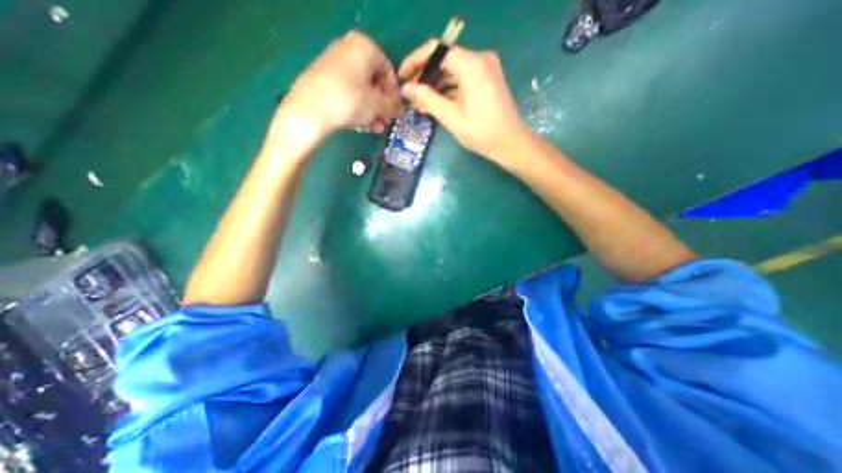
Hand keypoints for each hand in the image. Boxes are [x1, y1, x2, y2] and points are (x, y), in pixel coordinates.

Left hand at [269, 29, 399, 143]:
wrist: (310, 110)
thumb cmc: (350, 101)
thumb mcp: (378, 105)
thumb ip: (392, 106)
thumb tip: (399, 109)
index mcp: (364, 47)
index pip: (388, 70)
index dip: (394, 93)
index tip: (396, 110)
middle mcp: (348, 49)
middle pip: (373, 80)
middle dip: (382, 104)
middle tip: (386, 121)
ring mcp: (334, 63)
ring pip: (361, 89)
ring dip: (372, 110)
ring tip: (376, 128)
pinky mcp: (323, 78)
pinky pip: (348, 92)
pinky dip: (358, 108)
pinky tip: (363, 125)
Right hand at [399, 39, 527, 166]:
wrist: (510, 144)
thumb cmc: (481, 132)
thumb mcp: (451, 117)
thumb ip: (428, 99)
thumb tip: (406, 89)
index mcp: (472, 64)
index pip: (437, 51)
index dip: (416, 62)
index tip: (402, 76)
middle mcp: (480, 59)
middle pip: (445, 60)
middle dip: (425, 77)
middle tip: (411, 96)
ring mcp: (486, 70)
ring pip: (453, 71)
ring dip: (436, 86)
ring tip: (420, 104)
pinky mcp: (487, 81)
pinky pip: (462, 79)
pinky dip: (448, 90)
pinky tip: (436, 103)